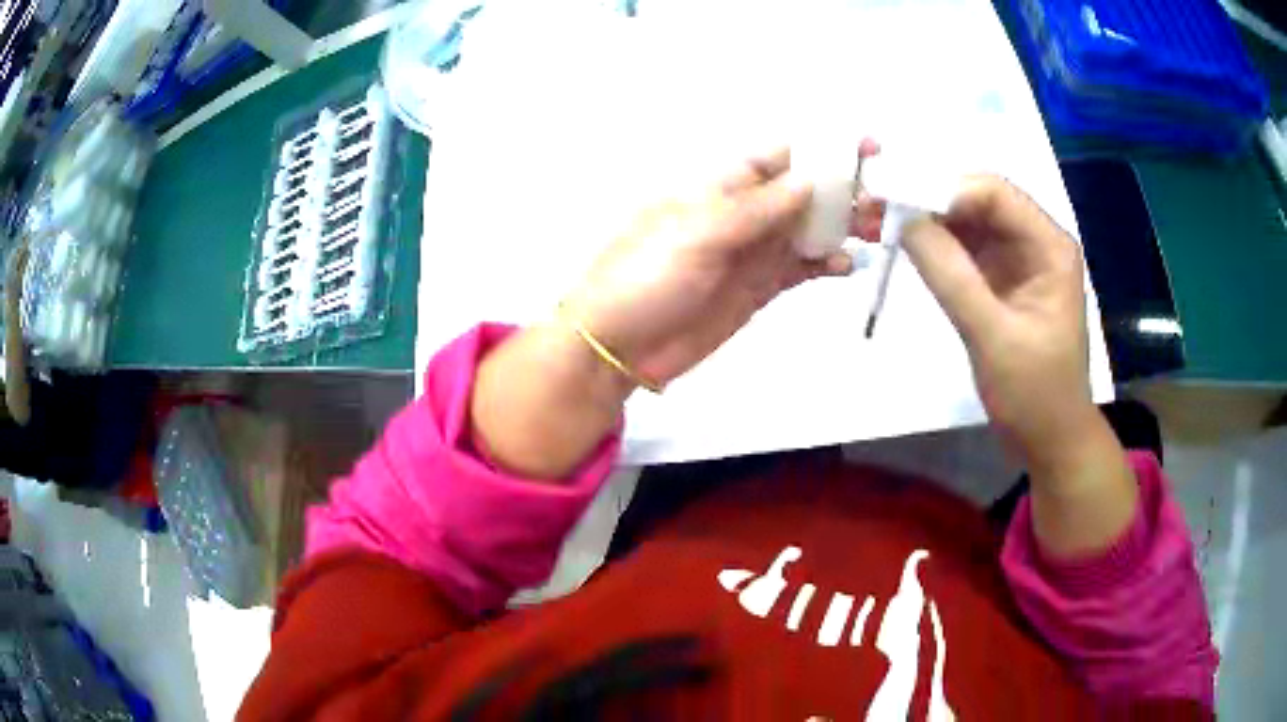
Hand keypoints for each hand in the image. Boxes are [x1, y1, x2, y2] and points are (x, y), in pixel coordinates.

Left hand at [564, 147, 855, 386]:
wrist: (617, 347)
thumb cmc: (644, 279)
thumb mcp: (697, 234)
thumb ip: (756, 209)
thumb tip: (809, 180)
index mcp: (721, 187)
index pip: (780, 157)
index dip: (821, 149)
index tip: (865, 149)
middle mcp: (743, 213)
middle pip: (803, 192)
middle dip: (844, 190)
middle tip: (882, 198)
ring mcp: (753, 252)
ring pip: (809, 229)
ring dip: (843, 226)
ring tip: (877, 230)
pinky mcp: (758, 288)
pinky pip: (801, 268)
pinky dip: (827, 264)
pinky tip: (848, 265)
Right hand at [903, 175, 1134, 556]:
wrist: (1049, 441)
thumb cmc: (1034, 394)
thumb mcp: (993, 337)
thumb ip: (951, 276)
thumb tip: (905, 219)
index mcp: (1049, 246)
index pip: (994, 193)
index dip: (945, 191)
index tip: (897, 205)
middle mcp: (1034, 241)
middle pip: (978, 200)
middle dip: (929, 200)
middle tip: (877, 207)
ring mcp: (1017, 260)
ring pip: (967, 221)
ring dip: (926, 220)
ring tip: (880, 222)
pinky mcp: (1000, 280)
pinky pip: (964, 249)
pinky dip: (935, 246)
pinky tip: (905, 246)